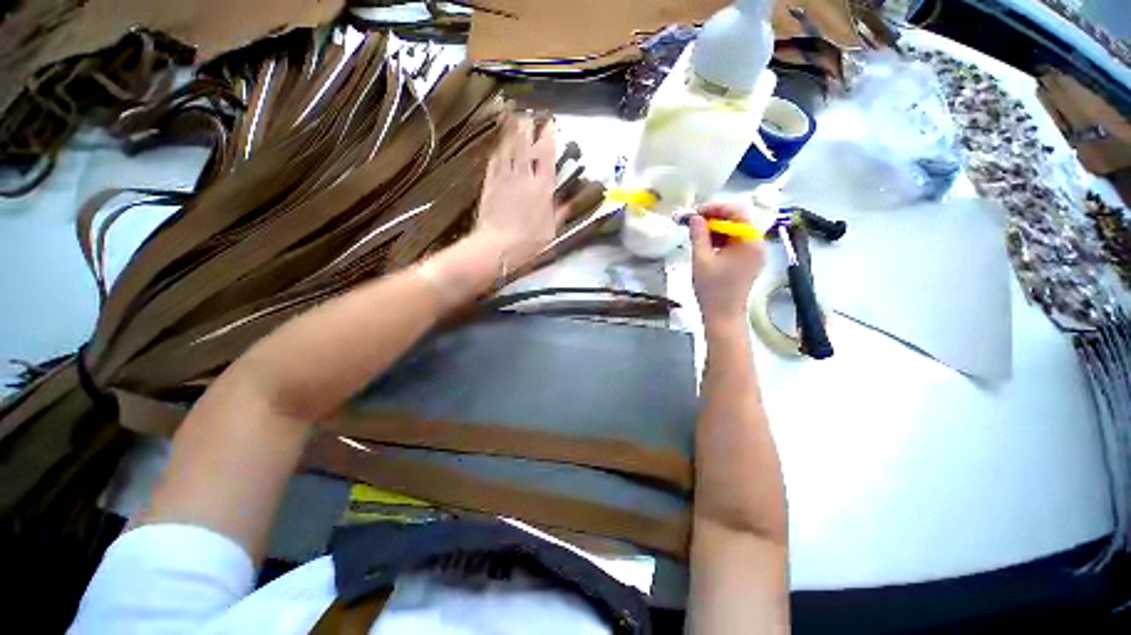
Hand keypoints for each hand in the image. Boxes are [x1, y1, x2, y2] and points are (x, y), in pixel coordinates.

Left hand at [472, 115, 568, 269]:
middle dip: (528, 129)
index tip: (550, 124)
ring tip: (513, 119)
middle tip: (529, 115)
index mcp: (542, 189)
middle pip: (526, 147)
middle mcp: (524, 178)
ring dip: (511, 133)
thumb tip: (569, 201)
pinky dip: (498, 151)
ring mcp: (504, 179)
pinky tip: (498, 146)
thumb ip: (559, 212)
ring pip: (508, 149)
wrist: (497, 246)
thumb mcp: (550, 231)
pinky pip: (494, 162)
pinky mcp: (489, 184)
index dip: (548, 138)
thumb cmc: (528, 242)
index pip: (546, 157)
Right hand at [689, 203, 765, 327]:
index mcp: (749, 242)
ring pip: (735, 230)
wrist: (723, 315)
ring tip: (696, 233)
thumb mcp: (701, 260)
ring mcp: (754, 253)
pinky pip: (735, 242)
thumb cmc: (712, 289)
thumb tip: (694, 217)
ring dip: (716, 228)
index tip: (695, 213)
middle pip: (737, 220)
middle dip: (714, 218)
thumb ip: (698, 235)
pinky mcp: (749, 260)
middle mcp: (757, 244)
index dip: (715, 208)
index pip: (736, 212)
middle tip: (693, 222)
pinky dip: (721, 239)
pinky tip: (706, 243)